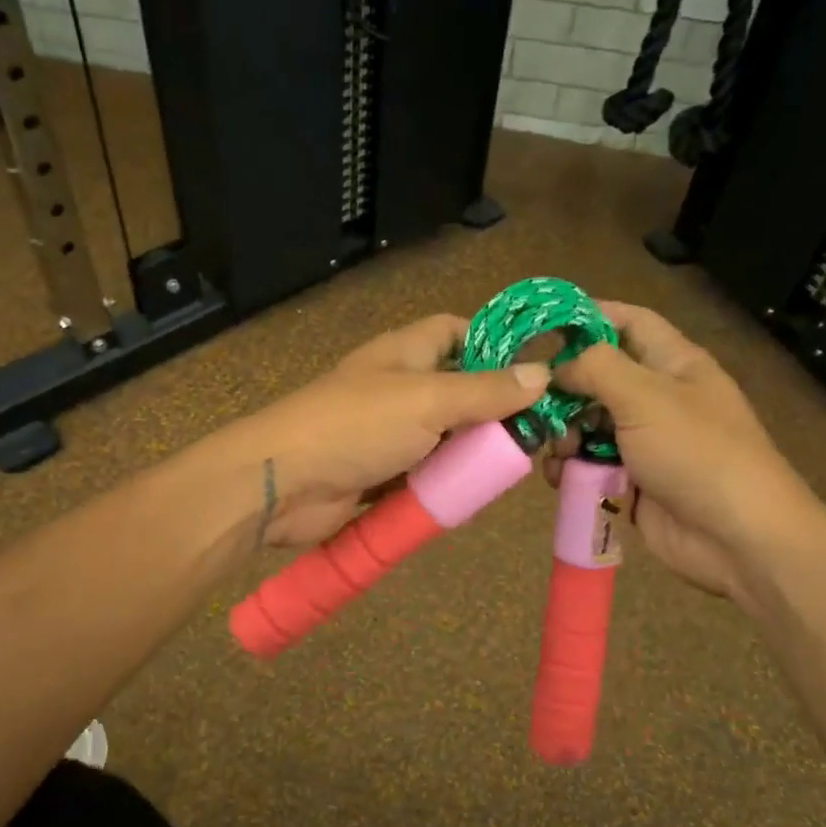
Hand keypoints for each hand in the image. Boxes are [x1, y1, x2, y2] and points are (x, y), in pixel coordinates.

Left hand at [223, 314, 548, 548]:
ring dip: (472, 453)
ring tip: (515, 468)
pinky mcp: (380, 475)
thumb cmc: (356, 426)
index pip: (456, 331)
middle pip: (457, 389)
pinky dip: (445, 484)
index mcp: (405, 353)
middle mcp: (398, 388)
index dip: (494, 342)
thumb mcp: (428, 400)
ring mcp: (387, 434)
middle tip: (537, 433)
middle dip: (493, 410)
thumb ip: (485, 391)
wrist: (282, 483)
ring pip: (443, 438)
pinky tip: (475, 495)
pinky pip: (423, 475)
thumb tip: (542, 375)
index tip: (535, 369)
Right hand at [550, 302, 816, 600]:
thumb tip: (557, 365)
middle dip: (564, 388)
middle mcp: (659, 398)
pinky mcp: (632, 481)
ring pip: (588, 425)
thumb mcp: (646, 396)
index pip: (629, 322)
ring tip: (555, 448)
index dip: (589, 315)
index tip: (541, 324)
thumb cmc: (696, 452)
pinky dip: (571, 468)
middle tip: (532, 401)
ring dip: (563, 434)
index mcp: (675, 364)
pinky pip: (591, 465)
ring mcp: (645, 443)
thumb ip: (595, 368)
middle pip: (599, 378)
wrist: (736, 537)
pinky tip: (558, 476)